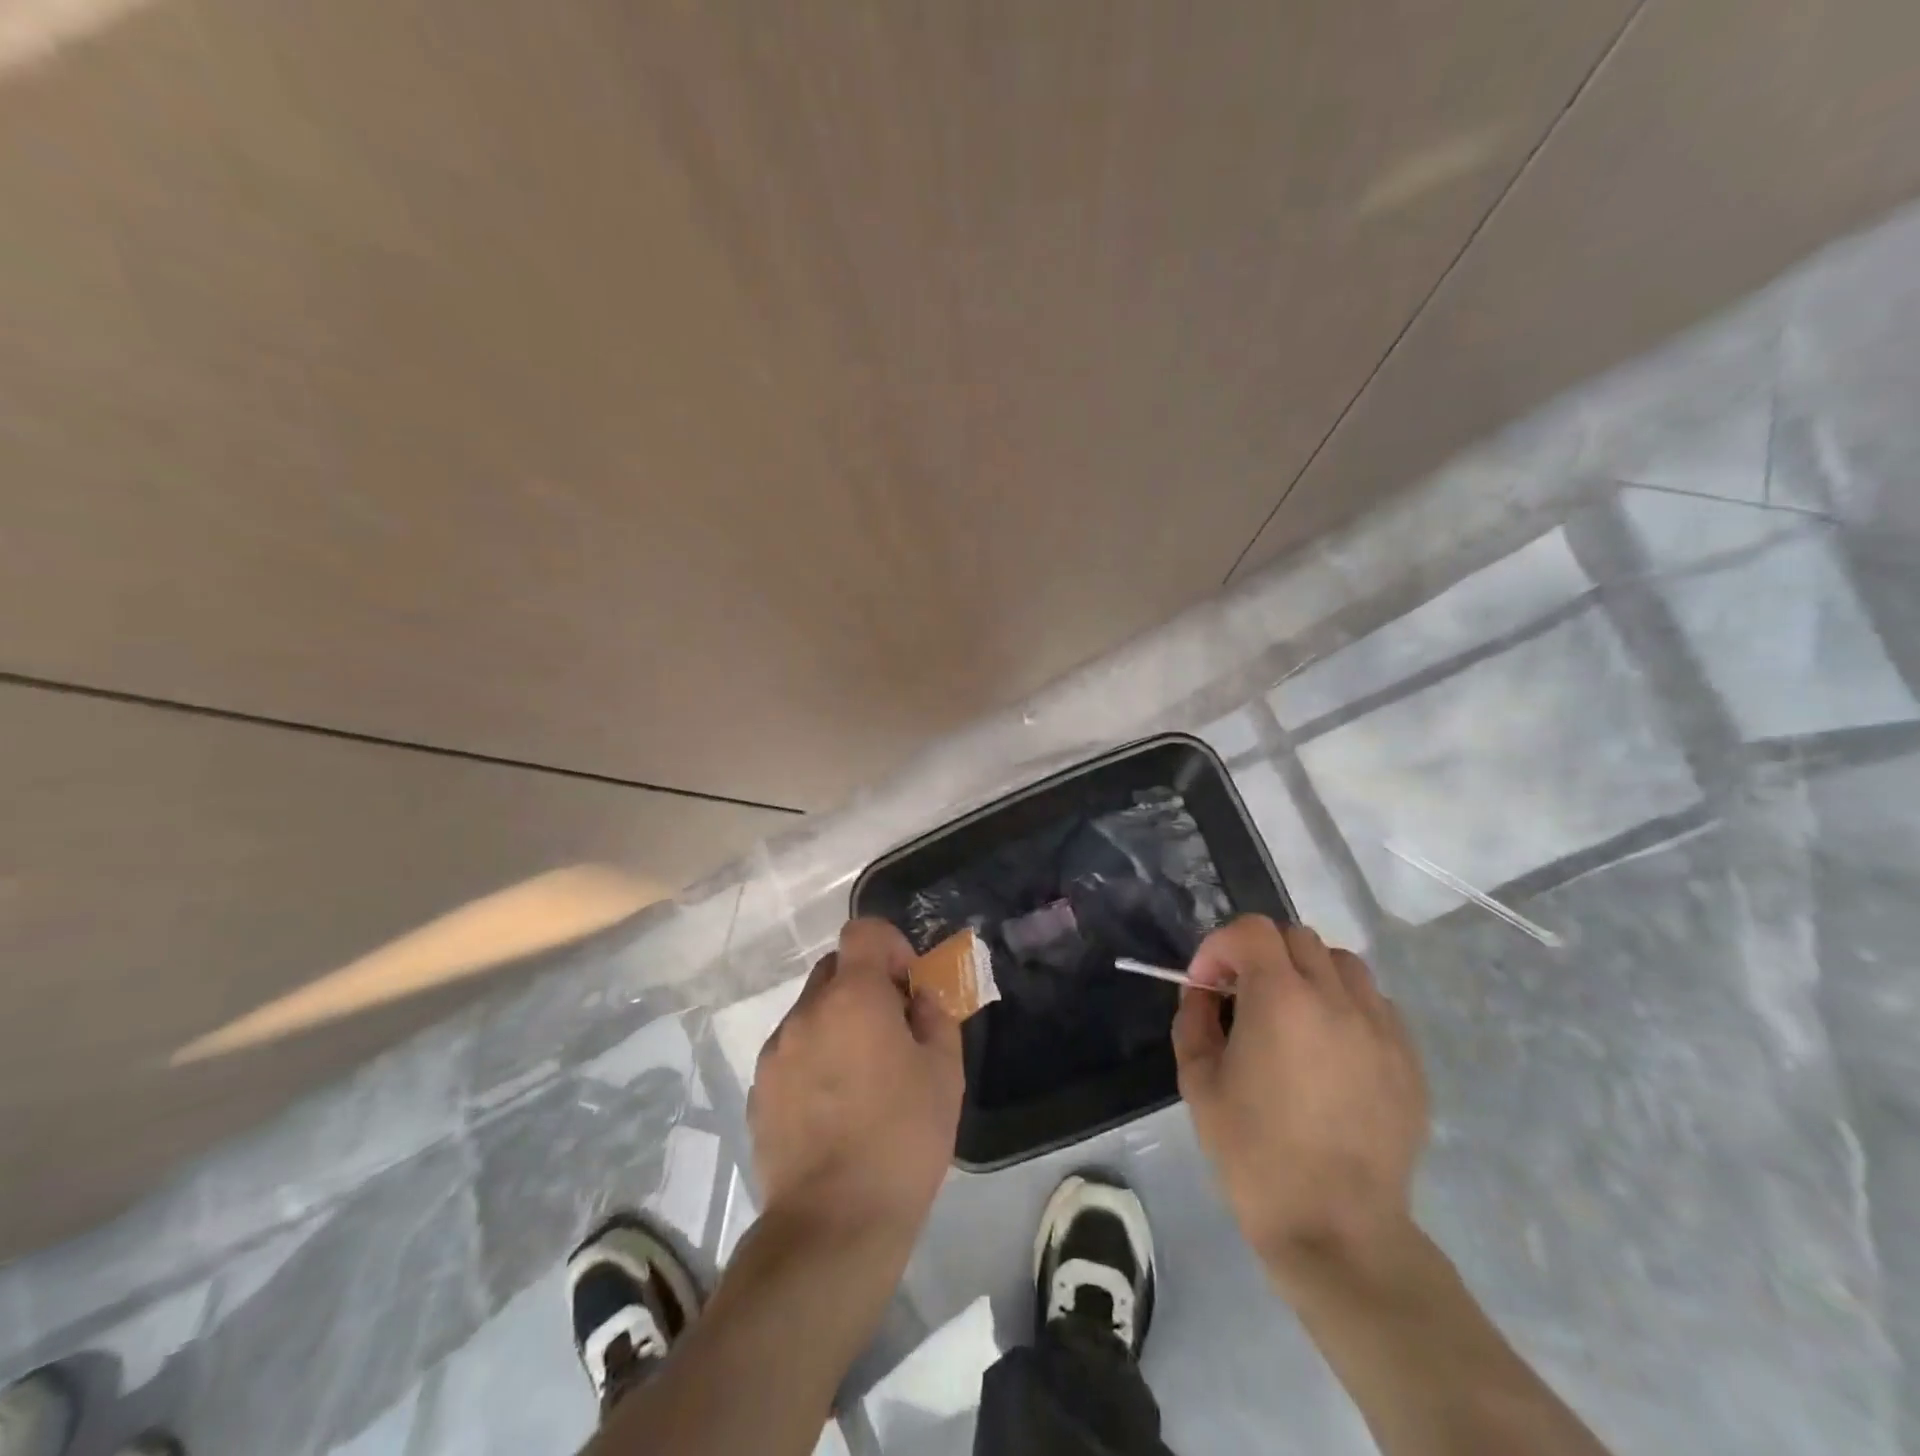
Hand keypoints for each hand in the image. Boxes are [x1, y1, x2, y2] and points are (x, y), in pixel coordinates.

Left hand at [748, 918, 963, 1246]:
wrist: (833, 1224)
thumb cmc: (902, 1140)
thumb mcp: (944, 1073)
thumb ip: (935, 1017)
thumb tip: (918, 998)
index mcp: (853, 998)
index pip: (862, 932)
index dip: (889, 946)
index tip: (907, 985)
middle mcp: (806, 1012)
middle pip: (834, 969)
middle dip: (865, 985)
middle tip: (891, 1031)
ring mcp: (776, 1052)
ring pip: (812, 1012)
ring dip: (838, 1023)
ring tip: (861, 1079)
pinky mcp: (759, 1090)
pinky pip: (792, 1051)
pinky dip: (814, 1058)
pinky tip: (833, 1108)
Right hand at [1172, 917, 1428, 1284]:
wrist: (1336, 1229)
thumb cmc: (1255, 1155)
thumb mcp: (1198, 1082)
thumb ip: (1194, 1021)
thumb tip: (1204, 994)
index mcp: (1281, 1000)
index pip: (1251, 931)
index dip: (1219, 947)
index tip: (1206, 985)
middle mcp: (1336, 1000)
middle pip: (1296, 937)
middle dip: (1259, 955)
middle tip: (1242, 996)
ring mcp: (1381, 1028)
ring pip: (1342, 963)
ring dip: (1306, 972)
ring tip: (1291, 1015)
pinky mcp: (1408, 1059)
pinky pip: (1374, 1004)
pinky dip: (1344, 1006)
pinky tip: (1328, 1050)